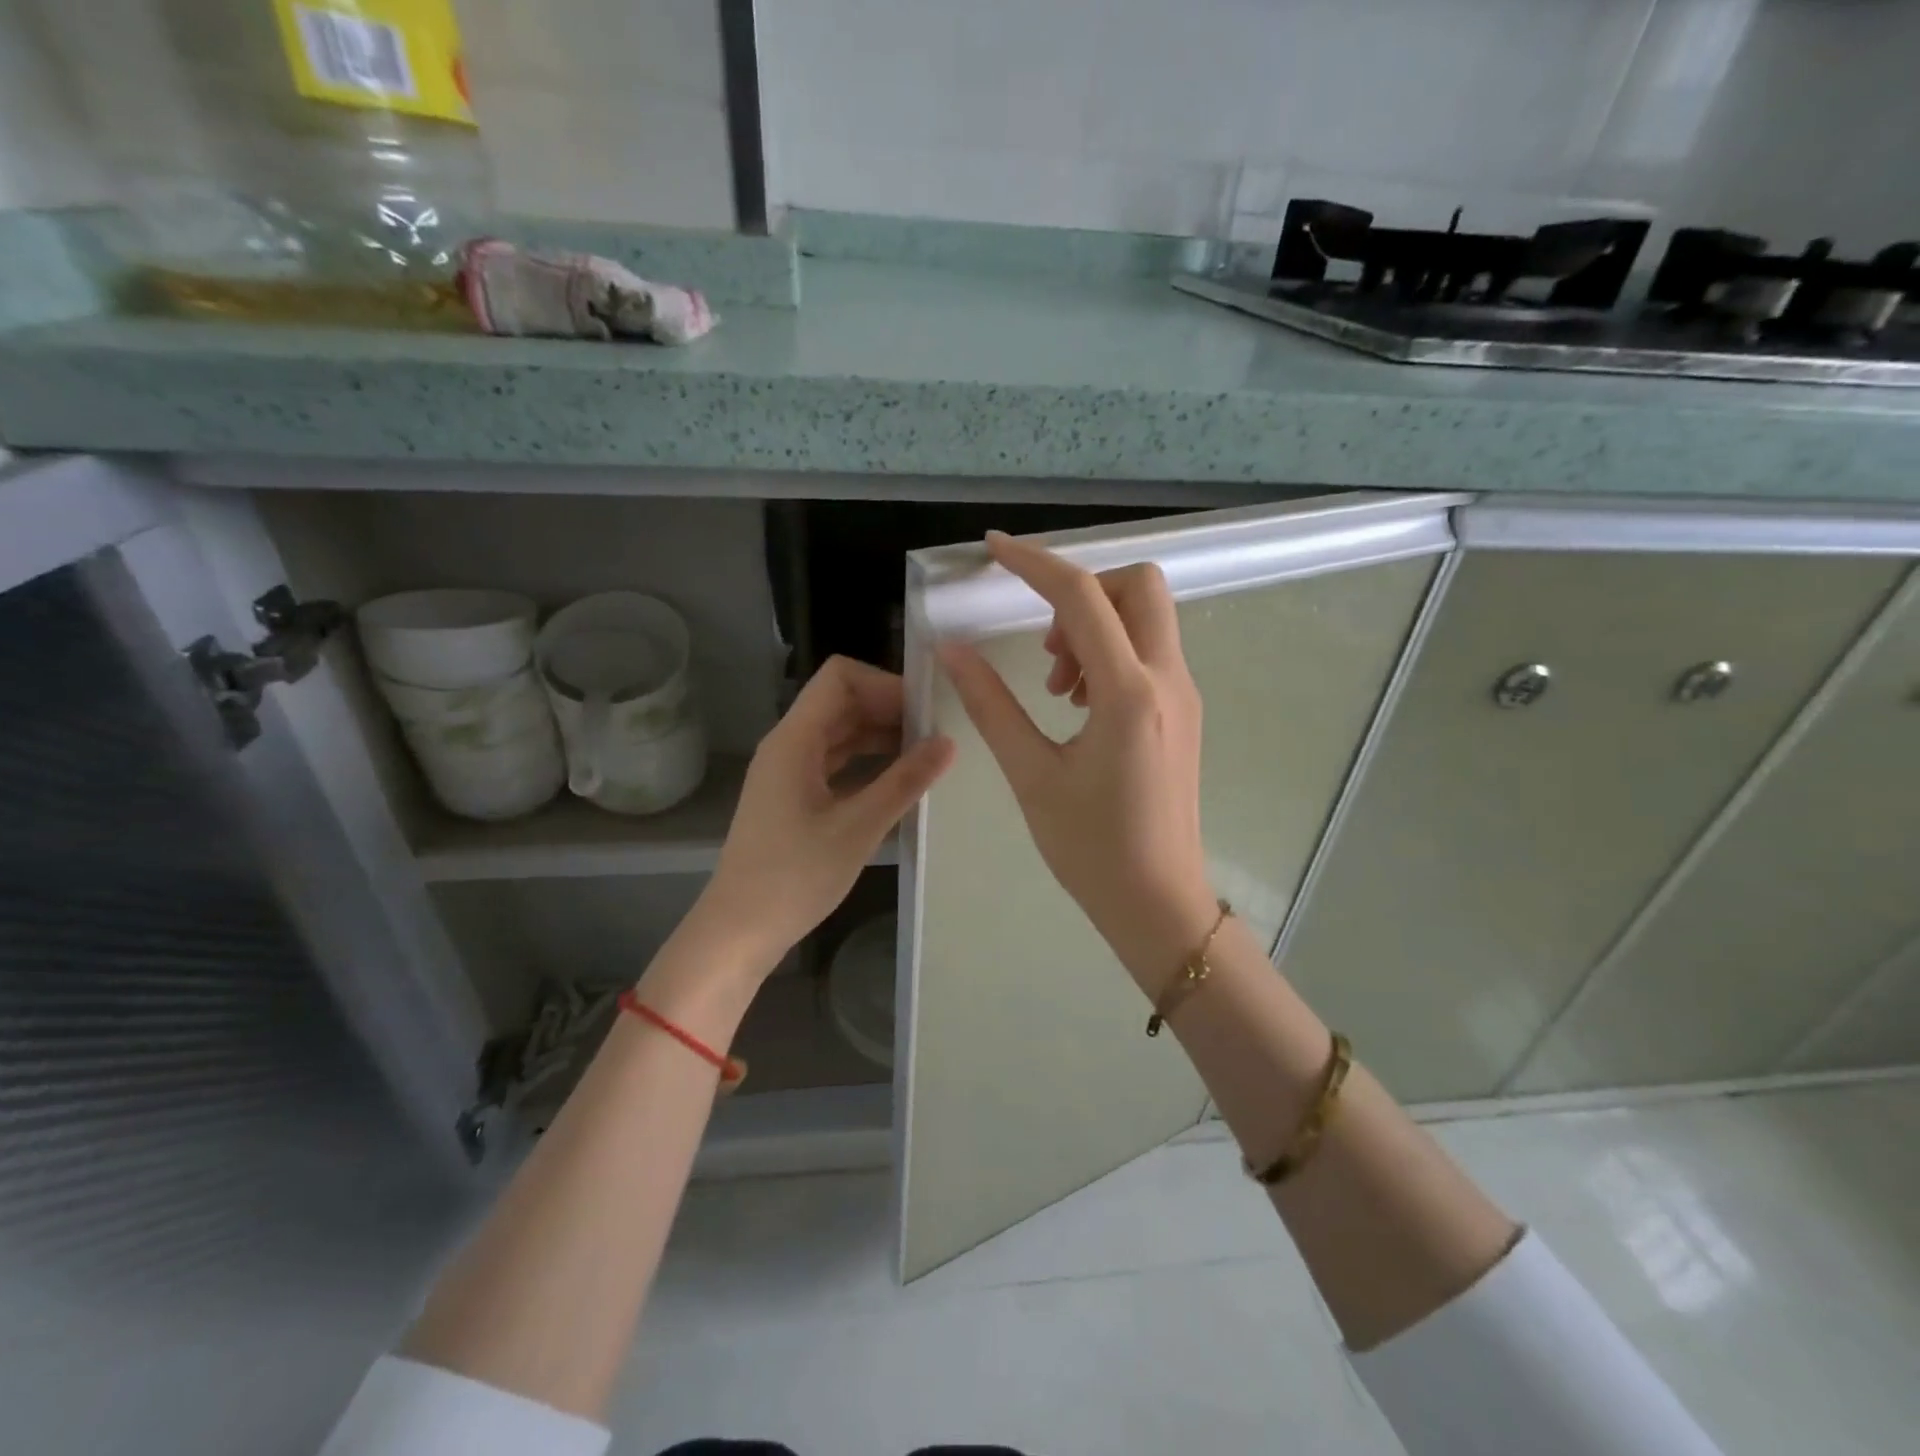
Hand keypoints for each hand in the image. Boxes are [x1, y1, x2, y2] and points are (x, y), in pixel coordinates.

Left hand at [694, 656, 954, 975]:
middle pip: (842, 702)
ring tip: (927, 756)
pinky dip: (868, 762)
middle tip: (937, 734)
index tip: (924, 711)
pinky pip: (836, 761)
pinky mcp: (794, 796)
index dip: (884, 684)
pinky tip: (900, 782)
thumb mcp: (858, 828)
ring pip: (841, 732)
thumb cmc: (794, 877)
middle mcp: (789, 745)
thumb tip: (947, 744)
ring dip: (882, 736)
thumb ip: (904, 781)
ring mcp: (790, 771)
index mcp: (795, 740)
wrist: (739, 930)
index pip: (840, 678)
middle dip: (890, 710)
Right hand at [939, 532, 1217, 990]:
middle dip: (1082, 592)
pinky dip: (1110, 653)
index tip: (994, 550)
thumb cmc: (1091, 848)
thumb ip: (991, 705)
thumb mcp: (1032, 775)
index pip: (1082, 598)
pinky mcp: (1182, 712)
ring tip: (1054, 687)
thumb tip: (953, 650)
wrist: (1158, 902)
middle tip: (1043, 646)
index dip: (1034, 563)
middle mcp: (1167, 680)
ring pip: (1146, 617)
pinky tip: (1078, 705)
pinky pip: (1149, 651)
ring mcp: (1183, 695)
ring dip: (1094, 626)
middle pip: (1138, 586)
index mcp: (1129, 693)